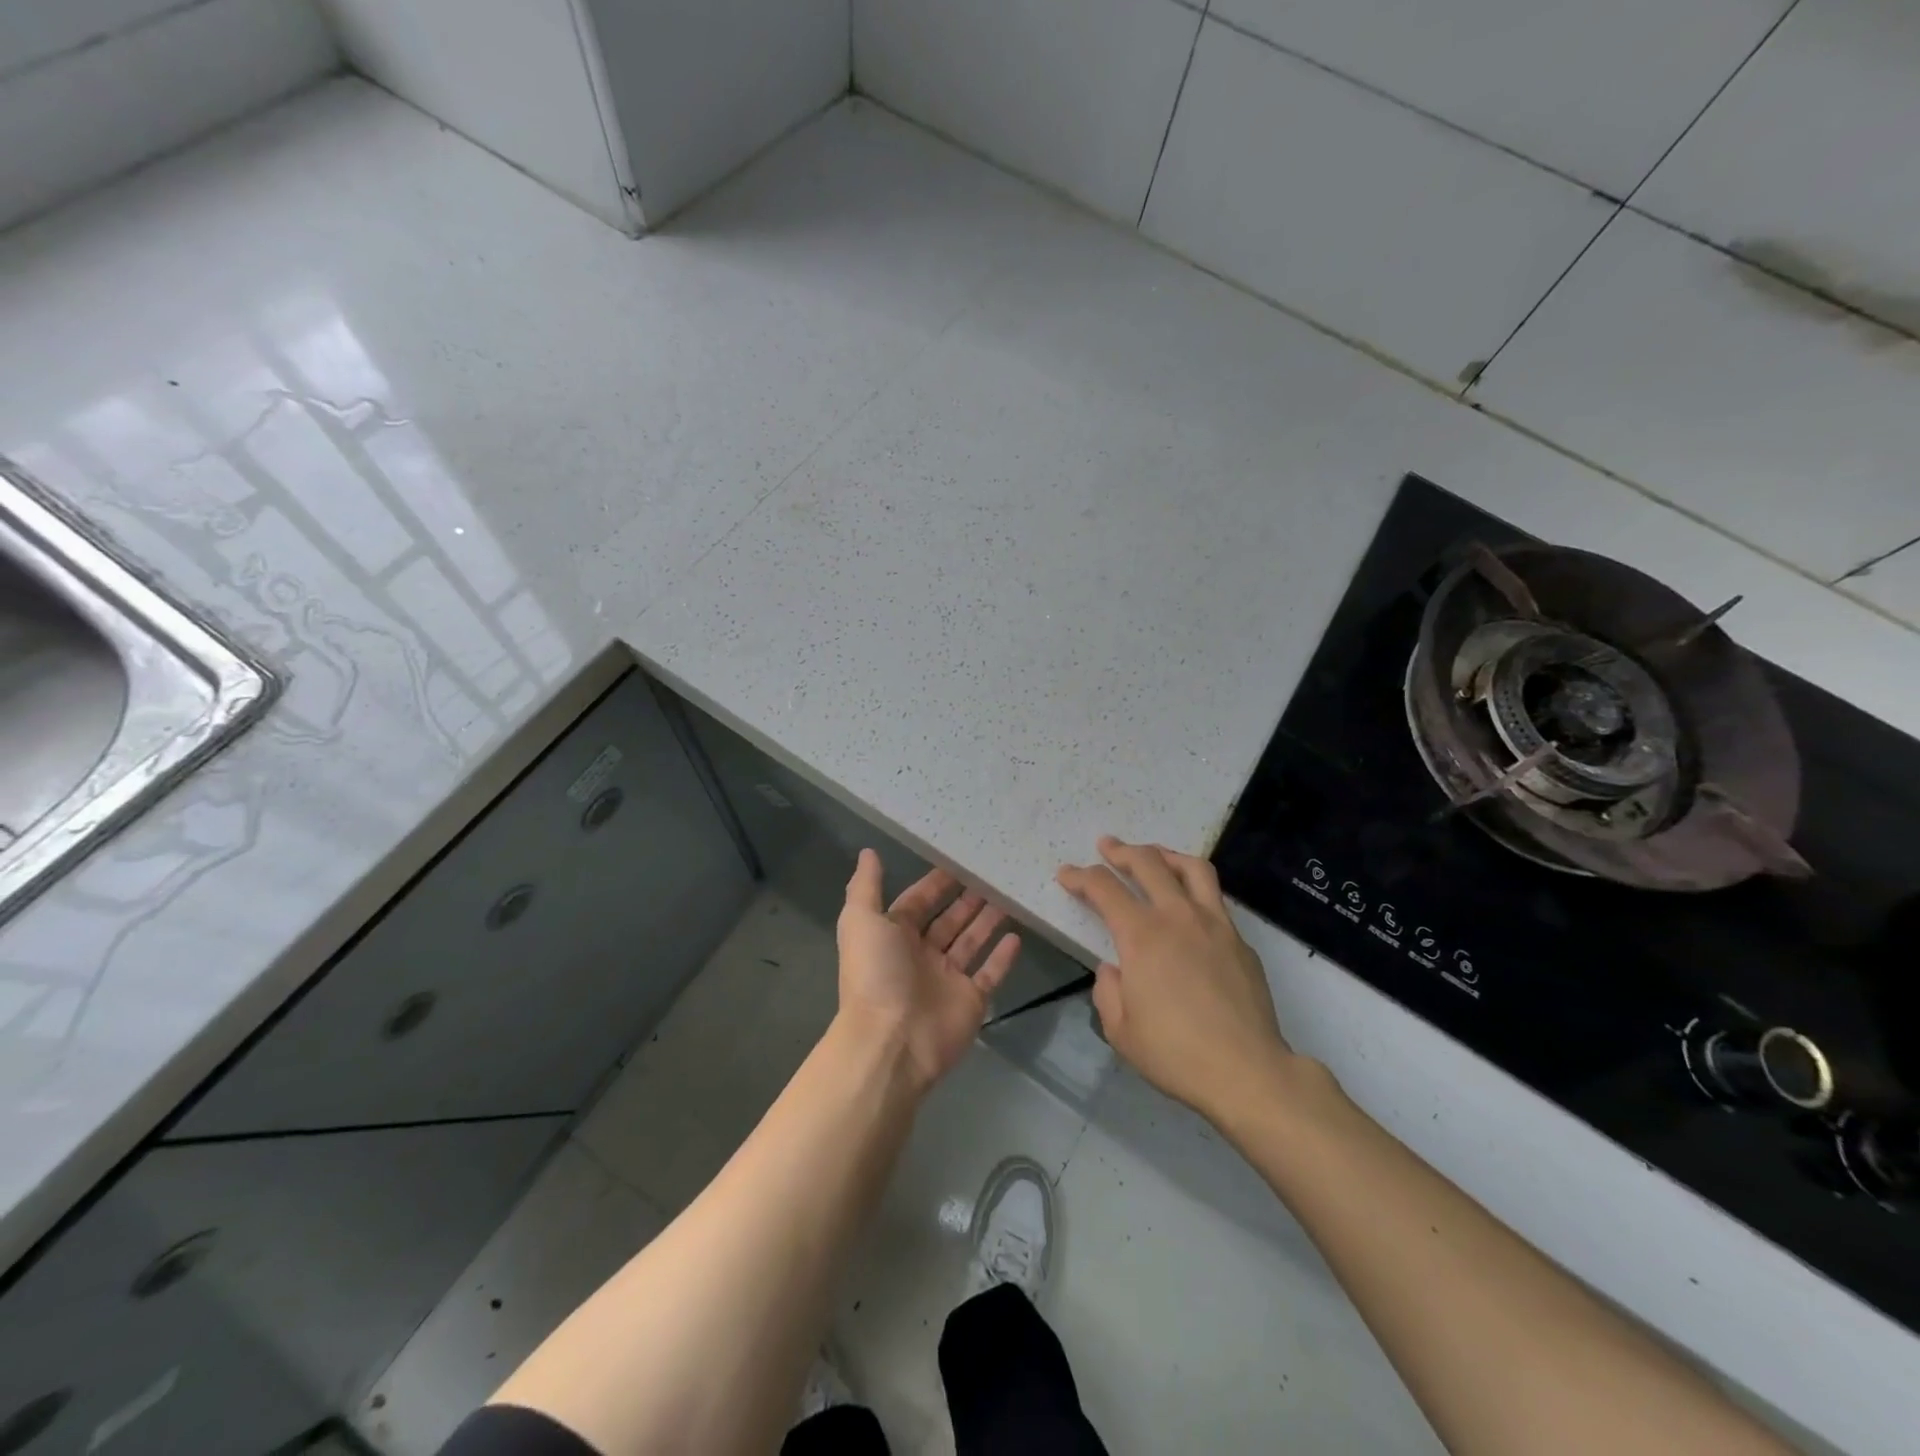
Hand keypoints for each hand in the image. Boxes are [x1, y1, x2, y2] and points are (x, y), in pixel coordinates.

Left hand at [837, 850, 1021, 1091]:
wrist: (892, 1041)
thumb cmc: (876, 974)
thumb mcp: (860, 921)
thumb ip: (866, 886)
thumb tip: (868, 851)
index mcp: (894, 935)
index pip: (918, 901)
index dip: (936, 882)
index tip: (960, 859)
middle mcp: (921, 954)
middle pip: (949, 920)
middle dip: (967, 898)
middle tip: (993, 874)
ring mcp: (947, 979)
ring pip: (971, 942)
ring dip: (987, 921)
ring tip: (1009, 896)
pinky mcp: (971, 1000)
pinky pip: (990, 974)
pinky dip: (1002, 957)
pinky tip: (1017, 936)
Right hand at [1058, 836, 1290, 1121]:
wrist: (1248, 1072)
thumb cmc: (1175, 1053)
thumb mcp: (1120, 1030)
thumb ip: (1107, 990)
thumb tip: (1114, 969)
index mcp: (1142, 935)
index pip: (1103, 888)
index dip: (1080, 876)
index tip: (1066, 874)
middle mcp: (1178, 917)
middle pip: (1148, 863)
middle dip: (1121, 851)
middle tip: (1106, 846)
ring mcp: (1215, 924)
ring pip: (1191, 868)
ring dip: (1165, 855)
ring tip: (1153, 856)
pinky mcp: (1240, 941)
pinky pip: (1214, 899)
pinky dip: (1194, 889)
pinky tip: (1188, 908)